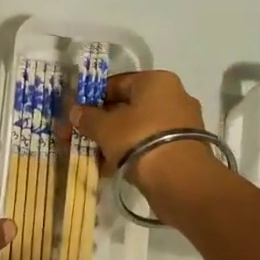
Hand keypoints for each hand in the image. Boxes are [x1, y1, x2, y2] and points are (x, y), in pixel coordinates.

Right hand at [67, 70, 218, 206]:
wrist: (179, 179)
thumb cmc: (138, 139)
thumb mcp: (104, 127)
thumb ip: (87, 117)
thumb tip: (76, 112)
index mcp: (156, 81)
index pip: (116, 83)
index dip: (92, 99)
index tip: (76, 114)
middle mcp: (173, 96)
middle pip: (127, 107)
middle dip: (100, 123)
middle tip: (79, 137)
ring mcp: (181, 123)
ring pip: (137, 128)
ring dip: (113, 141)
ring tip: (92, 156)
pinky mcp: (184, 148)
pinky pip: (149, 145)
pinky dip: (130, 153)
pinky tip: (110, 168)